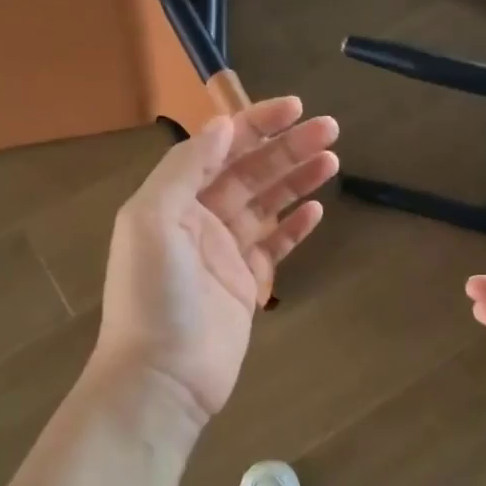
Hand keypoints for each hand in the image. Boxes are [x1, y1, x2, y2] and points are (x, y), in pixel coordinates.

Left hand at [91, 97, 337, 423]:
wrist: (162, 376)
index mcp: (173, 200)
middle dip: (287, 148)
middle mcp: (199, 220)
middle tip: (330, 129)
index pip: (219, 149)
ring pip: (267, 205)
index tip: (295, 109)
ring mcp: (225, 254)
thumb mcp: (152, 221)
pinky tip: (317, 209)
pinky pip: (275, 247)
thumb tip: (222, 126)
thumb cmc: (152, 296)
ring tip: (333, 158)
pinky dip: (294, 226)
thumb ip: (185, 169)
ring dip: (297, 180)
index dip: (255, 124)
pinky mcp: (247, 286)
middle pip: (250, 173)